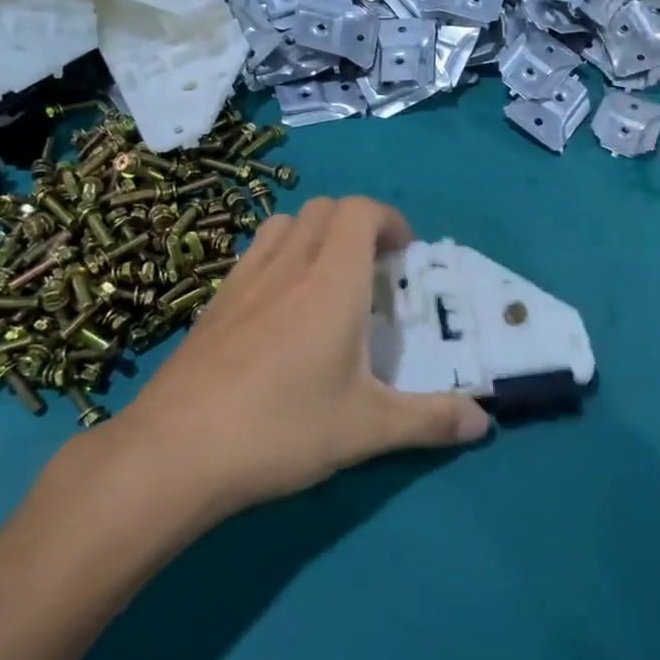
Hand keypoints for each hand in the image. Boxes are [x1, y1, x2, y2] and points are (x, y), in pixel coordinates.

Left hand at [111, 197, 490, 515]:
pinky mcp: (213, 303)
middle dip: (356, 223)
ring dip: (314, 234)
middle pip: (324, 208)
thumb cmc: (282, 429)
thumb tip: (484, 422)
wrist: (174, 452)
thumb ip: (430, 420)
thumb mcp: (367, 429)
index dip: (389, 219)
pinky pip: (253, 254)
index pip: (360, 210)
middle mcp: (288, 265)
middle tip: (373, 269)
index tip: (404, 254)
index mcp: (332, 281)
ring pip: (284, 224)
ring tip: (327, 280)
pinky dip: (278, 258)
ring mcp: (244, 280)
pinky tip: (279, 310)